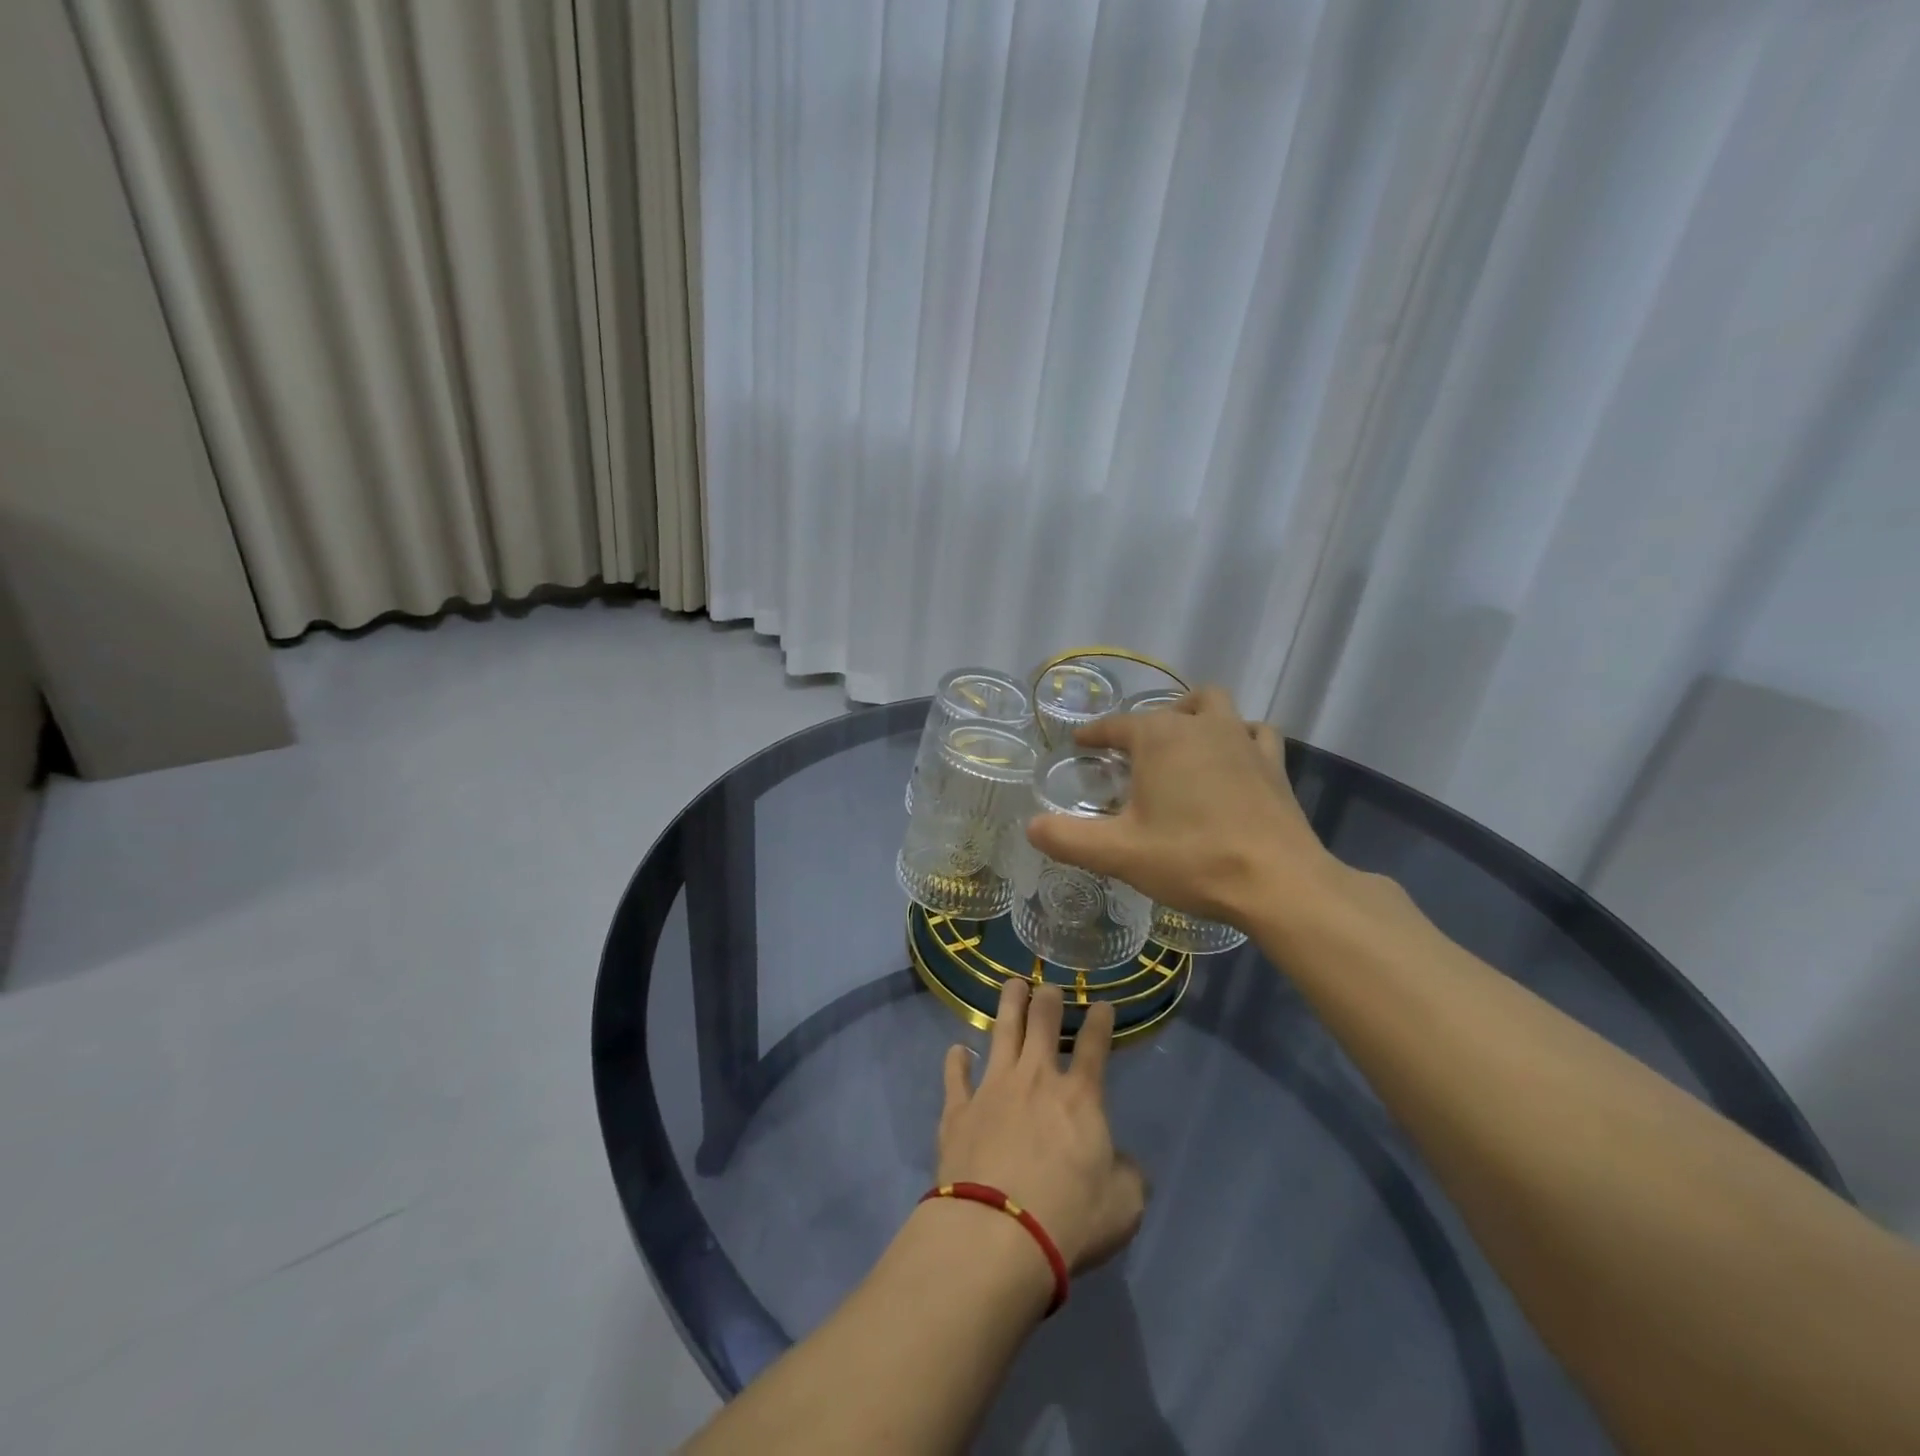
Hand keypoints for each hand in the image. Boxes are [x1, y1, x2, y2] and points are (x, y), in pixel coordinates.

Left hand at [936, 979, 1145, 1274]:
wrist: (996, 1234)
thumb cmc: (1068, 1219)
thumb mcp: (1123, 1206)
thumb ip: (1128, 1176)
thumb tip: (1124, 1163)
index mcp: (1079, 1097)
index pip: (1095, 1046)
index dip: (1101, 1021)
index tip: (1103, 1004)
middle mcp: (1036, 1079)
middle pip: (1042, 1023)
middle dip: (1048, 998)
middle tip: (1049, 986)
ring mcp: (993, 1089)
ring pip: (1002, 1032)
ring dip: (1009, 1005)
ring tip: (1012, 984)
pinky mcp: (959, 1110)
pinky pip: (956, 1076)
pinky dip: (957, 1061)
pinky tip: (957, 1050)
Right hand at [1025, 685, 1342, 927]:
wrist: (1278, 883)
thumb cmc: (1192, 859)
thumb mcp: (1119, 853)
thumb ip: (1068, 838)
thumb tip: (1031, 826)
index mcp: (1160, 738)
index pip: (1116, 725)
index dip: (1094, 734)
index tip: (1080, 743)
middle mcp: (1201, 726)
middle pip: (1168, 708)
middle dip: (1148, 723)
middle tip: (1135, 756)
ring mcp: (1243, 740)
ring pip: (1215, 707)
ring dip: (1195, 717)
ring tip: (1183, 747)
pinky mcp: (1274, 764)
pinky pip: (1255, 733)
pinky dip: (1240, 738)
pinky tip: (1234, 761)